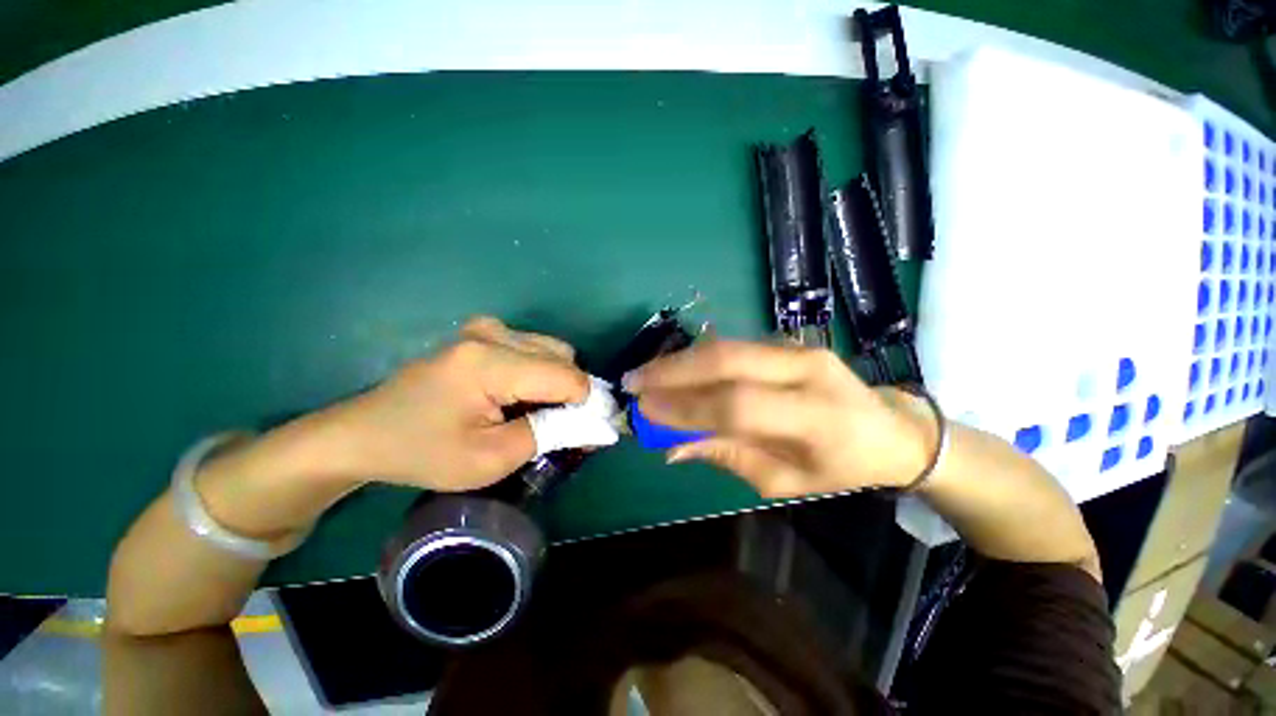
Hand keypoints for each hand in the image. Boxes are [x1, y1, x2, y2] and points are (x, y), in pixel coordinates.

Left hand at [330, 317, 588, 490]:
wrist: (366, 433)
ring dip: (556, 380)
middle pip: (563, 356)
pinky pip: (533, 347)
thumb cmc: (424, 453)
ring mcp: (486, 328)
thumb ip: (550, 434)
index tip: (587, 430)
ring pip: (552, 349)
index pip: (566, 376)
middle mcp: (493, 333)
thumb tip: (592, 421)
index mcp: (491, 363)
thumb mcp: (491, 459)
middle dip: (571, 391)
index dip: (586, 403)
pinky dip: (540, 371)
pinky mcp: (482, 332)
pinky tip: (517, 394)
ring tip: (533, 410)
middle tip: (557, 424)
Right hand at [624, 340, 936, 497]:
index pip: (738, 405)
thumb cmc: (841, 465)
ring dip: (680, 359)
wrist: (889, 426)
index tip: (645, 410)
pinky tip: (675, 367)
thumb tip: (672, 447)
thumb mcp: (786, 481)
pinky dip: (698, 357)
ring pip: (726, 346)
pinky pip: (733, 346)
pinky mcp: (787, 341)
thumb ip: (727, 456)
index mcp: (816, 417)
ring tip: (646, 373)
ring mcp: (797, 348)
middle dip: (673, 370)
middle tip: (633, 380)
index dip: (687, 407)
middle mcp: (806, 371)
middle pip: (727, 360)